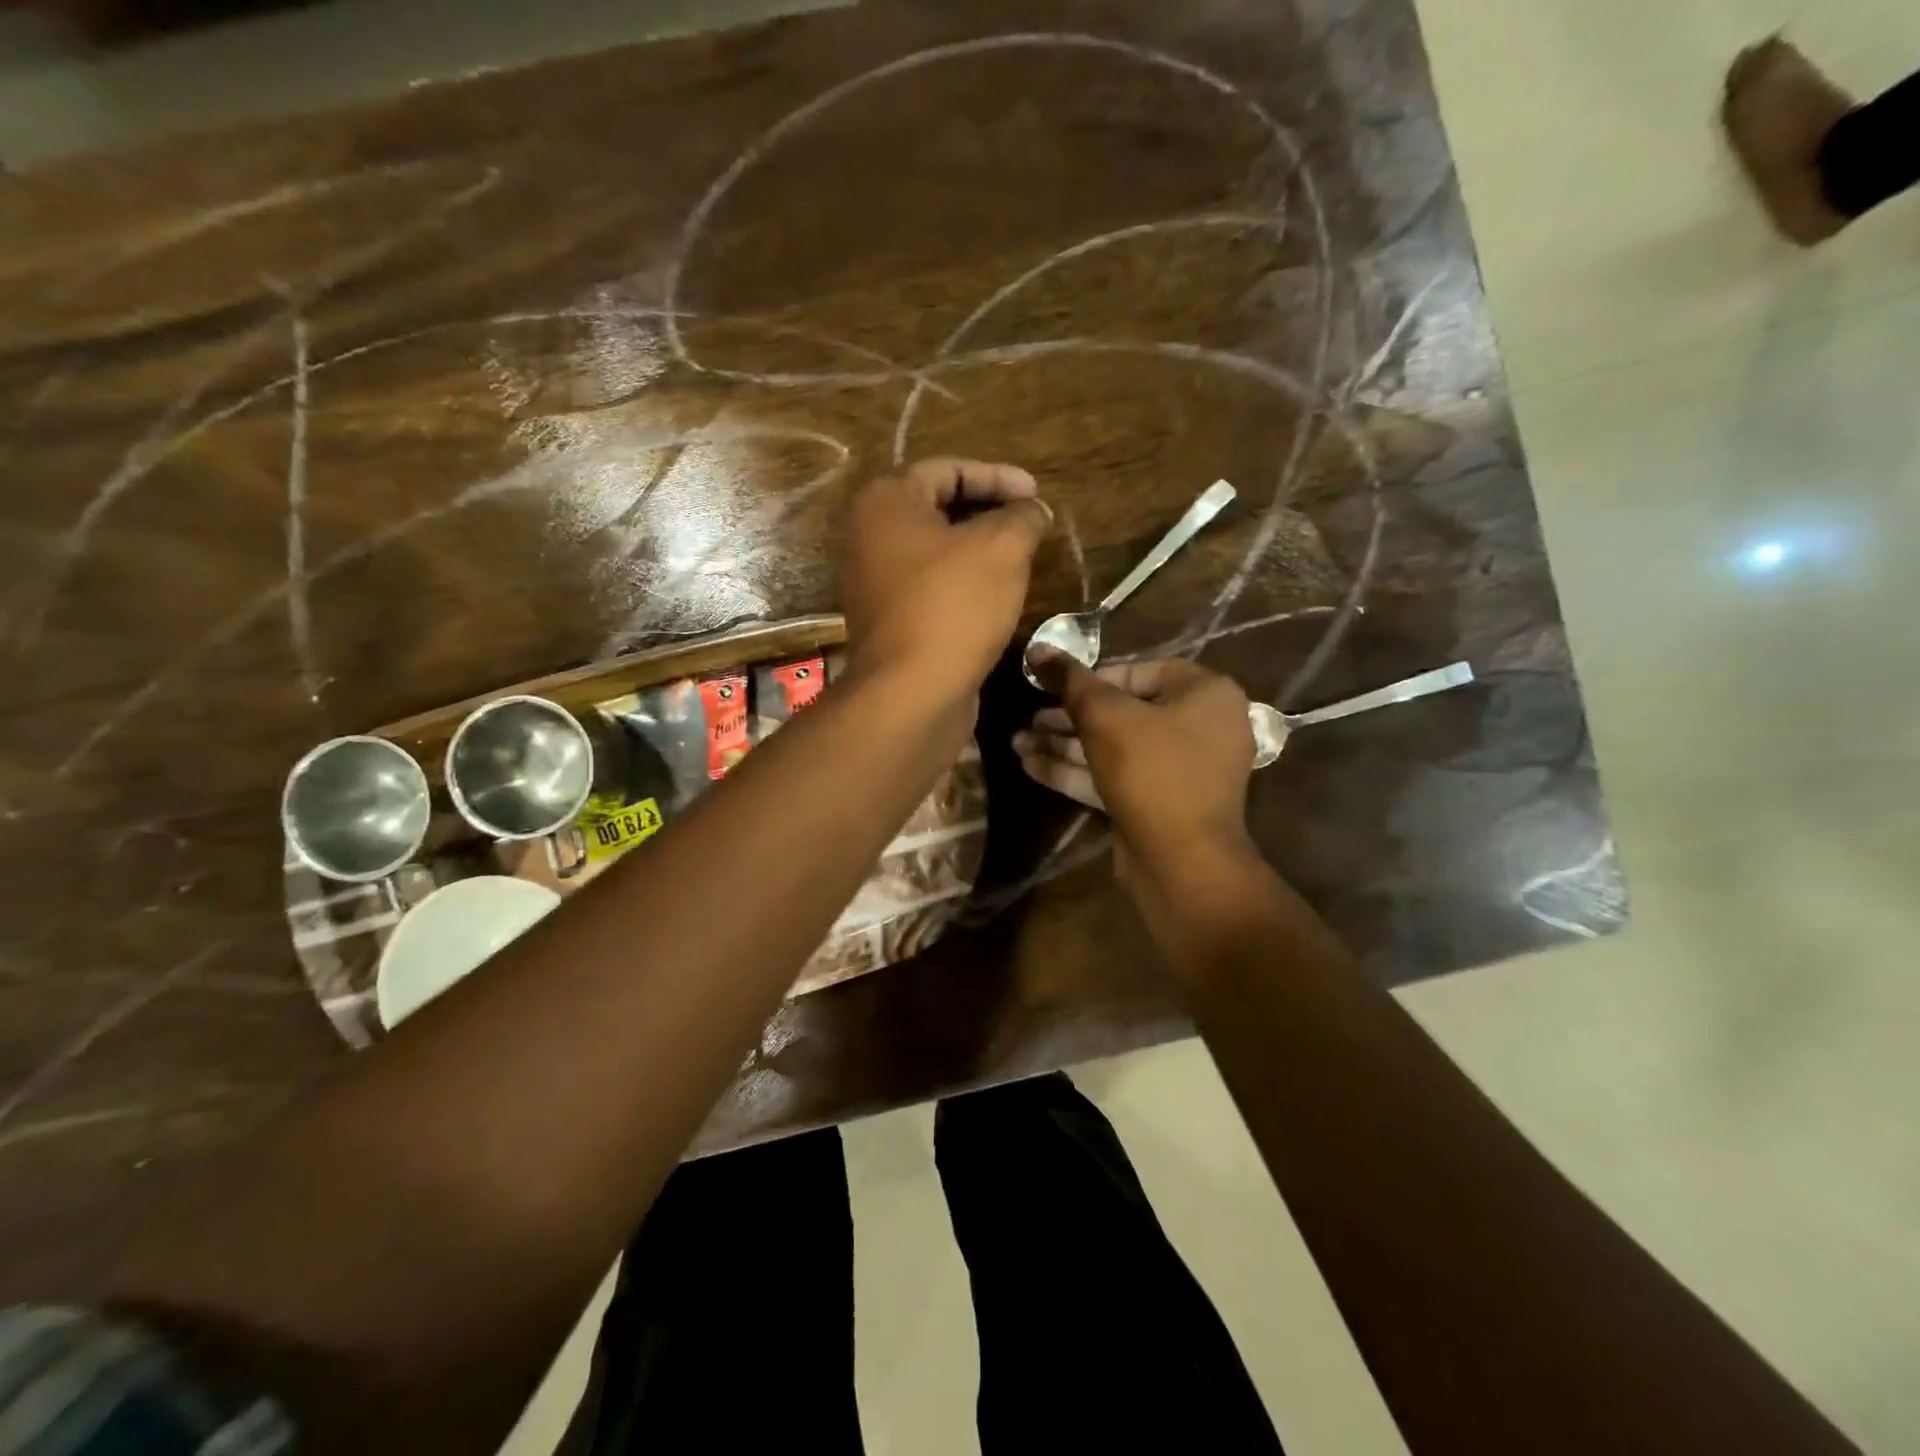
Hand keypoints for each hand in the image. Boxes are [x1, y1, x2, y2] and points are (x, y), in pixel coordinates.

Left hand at [840, 458, 1051, 705]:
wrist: (911, 692)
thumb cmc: (953, 605)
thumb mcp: (1002, 548)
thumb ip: (1022, 517)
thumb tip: (1033, 511)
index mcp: (886, 502)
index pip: (948, 469)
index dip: (998, 476)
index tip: (1036, 494)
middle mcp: (868, 535)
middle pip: (937, 507)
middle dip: (988, 511)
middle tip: (1028, 523)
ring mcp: (872, 581)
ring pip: (934, 551)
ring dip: (977, 550)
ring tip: (1020, 558)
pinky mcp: (887, 620)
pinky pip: (929, 586)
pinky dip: (961, 583)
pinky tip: (994, 597)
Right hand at [1015, 655, 1255, 881]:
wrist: (1182, 862)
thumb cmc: (1152, 771)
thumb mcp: (1105, 717)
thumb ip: (1070, 681)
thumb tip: (1038, 649)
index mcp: (1206, 694)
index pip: (1140, 670)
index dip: (1092, 678)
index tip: (1055, 688)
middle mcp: (1201, 728)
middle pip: (1124, 712)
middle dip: (1070, 717)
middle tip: (1031, 719)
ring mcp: (1182, 771)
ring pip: (1116, 748)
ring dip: (1066, 745)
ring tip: (1017, 742)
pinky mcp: (1161, 804)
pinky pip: (1118, 777)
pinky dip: (1079, 771)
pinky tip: (1032, 767)